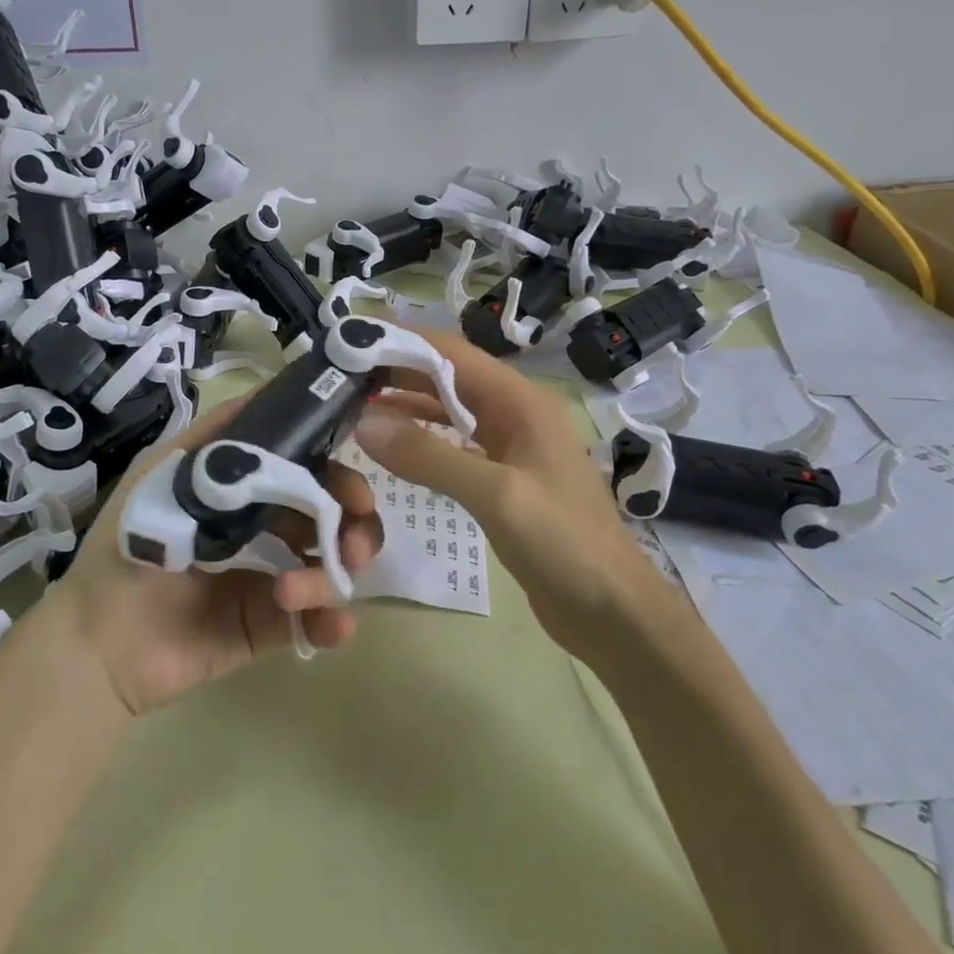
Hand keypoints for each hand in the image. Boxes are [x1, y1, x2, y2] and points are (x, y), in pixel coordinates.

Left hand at [52, 397, 383, 715]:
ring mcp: (269, 577)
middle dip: (354, 523)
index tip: (353, 483)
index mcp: (244, 489)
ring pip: (330, 565)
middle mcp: (264, 527)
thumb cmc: (129, 542)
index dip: (336, 470)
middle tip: (354, 542)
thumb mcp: (165, 473)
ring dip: (332, 574)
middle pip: (332, 514)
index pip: (306, 468)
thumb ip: (217, 435)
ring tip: (295, 590)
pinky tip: (332, 625)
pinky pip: (314, 620)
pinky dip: (331, 620)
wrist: (95, 640)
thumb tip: (275, 392)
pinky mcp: (266, 625)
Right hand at [354, 328, 663, 660]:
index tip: (353, 345)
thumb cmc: (563, 544)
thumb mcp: (495, 495)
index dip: (404, 344)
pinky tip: (392, 446)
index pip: (453, 353)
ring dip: (408, 405)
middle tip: (342, 377)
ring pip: (450, 410)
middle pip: (449, 377)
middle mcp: (516, 413)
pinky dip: (424, 439)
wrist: (611, 610)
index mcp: (522, 401)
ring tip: (356, 405)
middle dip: (399, 372)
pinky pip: (456, 444)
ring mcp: (511, 446)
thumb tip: (364, 425)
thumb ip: (429, 457)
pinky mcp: (504, 477)